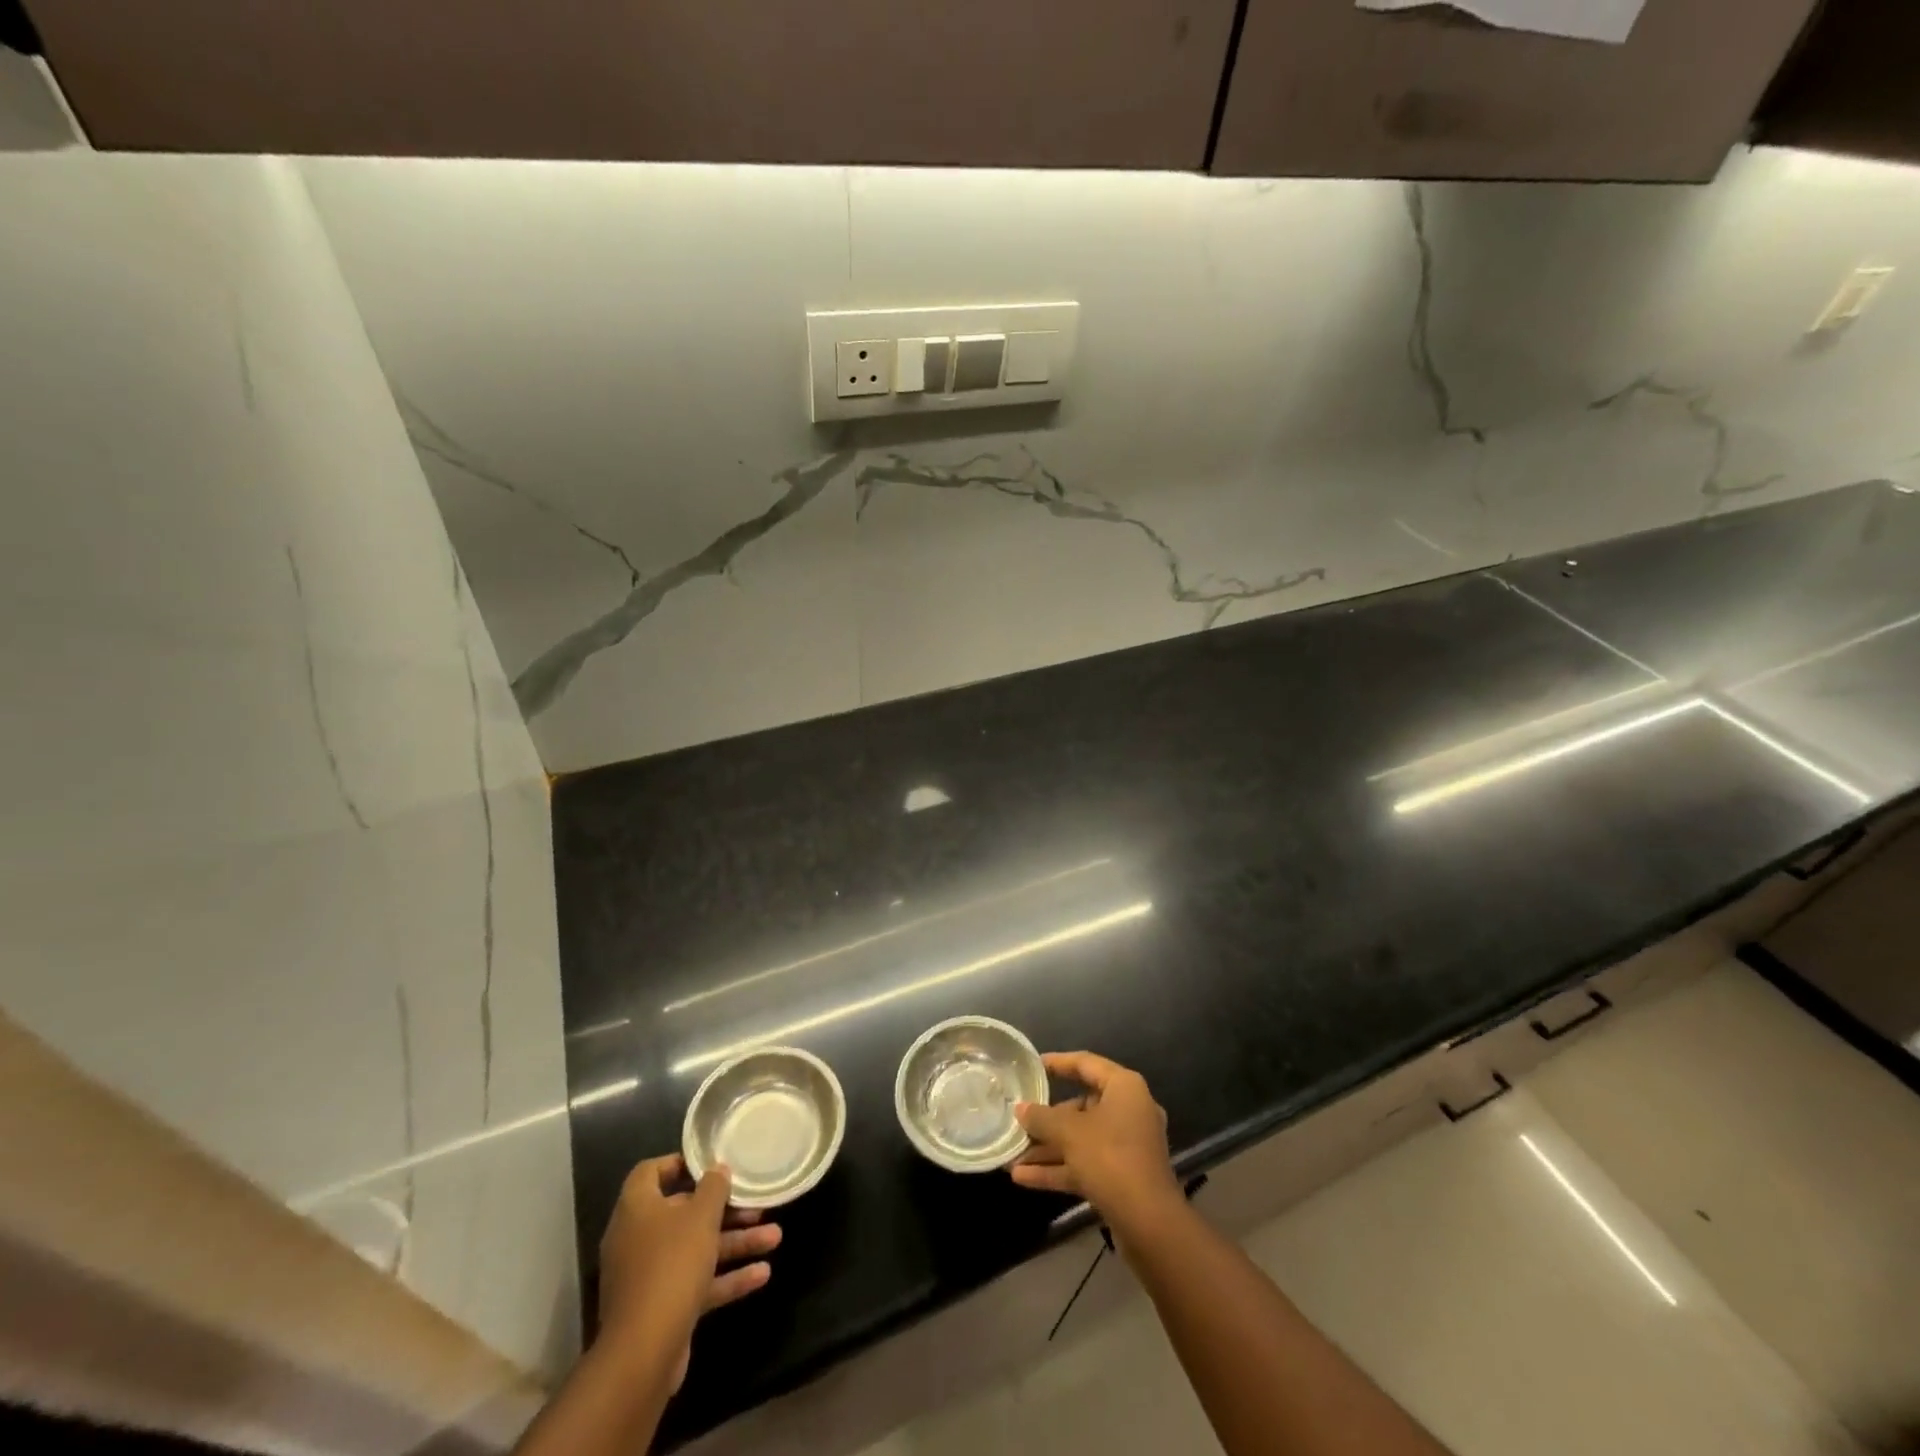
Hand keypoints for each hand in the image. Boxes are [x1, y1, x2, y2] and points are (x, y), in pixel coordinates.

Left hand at [597, 1156, 780, 1391]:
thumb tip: (717, 1169)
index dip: (680, 1164)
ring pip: (696, 1249)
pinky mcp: (661, 1308)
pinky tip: (762, 1275)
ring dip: (735, 1243)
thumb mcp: (701, 1216)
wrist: (643, 1353)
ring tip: (775, 1238)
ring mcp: (648, 1276)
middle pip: (684, 1213)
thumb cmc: (671, 1265)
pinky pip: (696, 1283)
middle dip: (725, 1210)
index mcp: (637, 1208)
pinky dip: (726, 1278)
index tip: (712, 1165)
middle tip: (757, 1205)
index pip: (651, 1172)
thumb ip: (713, 1188)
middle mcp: (638, 1238)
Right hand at [1011, 1052, 1182, 1238]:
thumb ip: (1041, 1117)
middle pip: (1081, 1106)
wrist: (1149, 1224)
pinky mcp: (1122, 1176)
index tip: (1032, 1066)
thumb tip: (1020, 1109)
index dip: (1057, 1063)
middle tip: (1019, 1119)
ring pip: (1080, 1139)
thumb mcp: (1069, 1132)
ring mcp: (1127, 1146)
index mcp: (1124, 1088)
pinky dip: (1058, 1168)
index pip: (1086, 1063)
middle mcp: (1129, 1111)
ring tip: (1012, 1154)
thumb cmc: (1110, 1158)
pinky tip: (1022, 1177)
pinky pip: (1085, 1164)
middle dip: (1046, 1119)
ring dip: (1048, 1148)